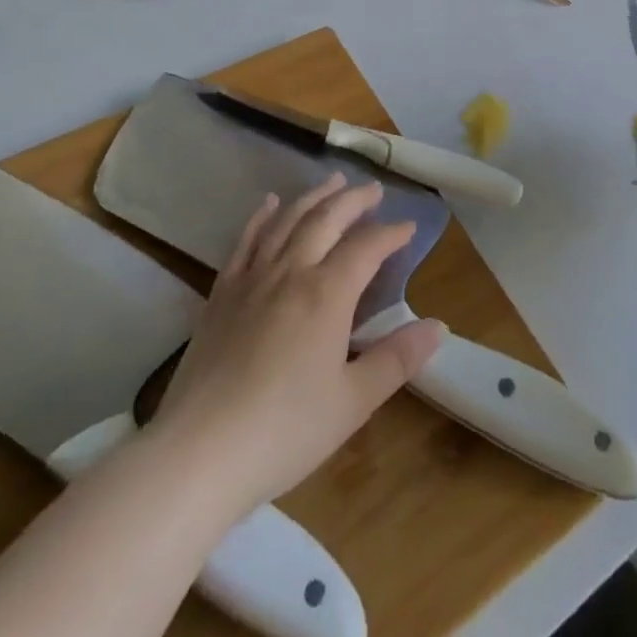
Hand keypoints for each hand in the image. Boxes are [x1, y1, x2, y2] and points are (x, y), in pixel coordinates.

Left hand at [147, 174, 443, 515]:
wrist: (197, 454)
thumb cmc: (284, 431)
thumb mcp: (353, 402)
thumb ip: (397, 359)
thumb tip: (439, 326)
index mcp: (327, 293)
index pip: (367, 247)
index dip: (391, 233)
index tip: (409, 227)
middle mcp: (291, 271)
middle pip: (327, 219)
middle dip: (354, 200)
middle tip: (373, 190)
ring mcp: (252, 279)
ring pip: (288, 220)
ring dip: (314, 197)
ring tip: (333, 182)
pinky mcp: (221, 294)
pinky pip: (246, 241)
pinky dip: (262, 217)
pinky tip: (269, 204)